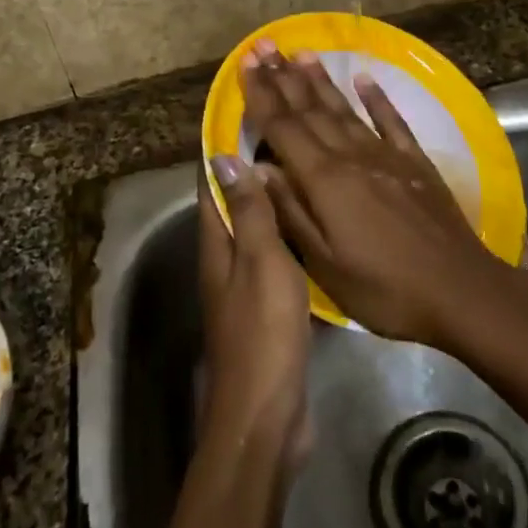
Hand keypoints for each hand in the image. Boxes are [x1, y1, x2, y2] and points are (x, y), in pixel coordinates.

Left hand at [199, 158, 313, 472]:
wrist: (267, 414)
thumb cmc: (263, 332)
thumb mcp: (260, 262)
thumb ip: (248, 212)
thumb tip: (224, 156)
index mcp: (216, 243)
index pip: (212, 182)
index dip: (223, 147)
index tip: (246, 112)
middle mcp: (225, 257)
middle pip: (234, 201)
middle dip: (253, 167)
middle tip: (289, 132)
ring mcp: (245, 284)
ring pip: (257, 227)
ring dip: (273, 197)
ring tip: (305, 166)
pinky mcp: (267, 306)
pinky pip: (276, 255)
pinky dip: (290, 231)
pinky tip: (316, 222)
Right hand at [239, 42, 516, 348]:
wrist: (461, 290)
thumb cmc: (384, 288)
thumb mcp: (325, 263)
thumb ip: (289, 211)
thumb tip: (255, 167)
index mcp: (324, 180)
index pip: (283, 127)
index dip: (262, 95)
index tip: (247, 63)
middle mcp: (351, 156)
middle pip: (310, 110)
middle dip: (283, 77)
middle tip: (264, 46)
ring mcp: (386, 155)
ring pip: (345, 109)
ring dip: (320, 80)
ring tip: (300, 52)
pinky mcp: (416, 162)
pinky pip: (392, 121)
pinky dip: (377, 98)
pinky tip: (364, 79)